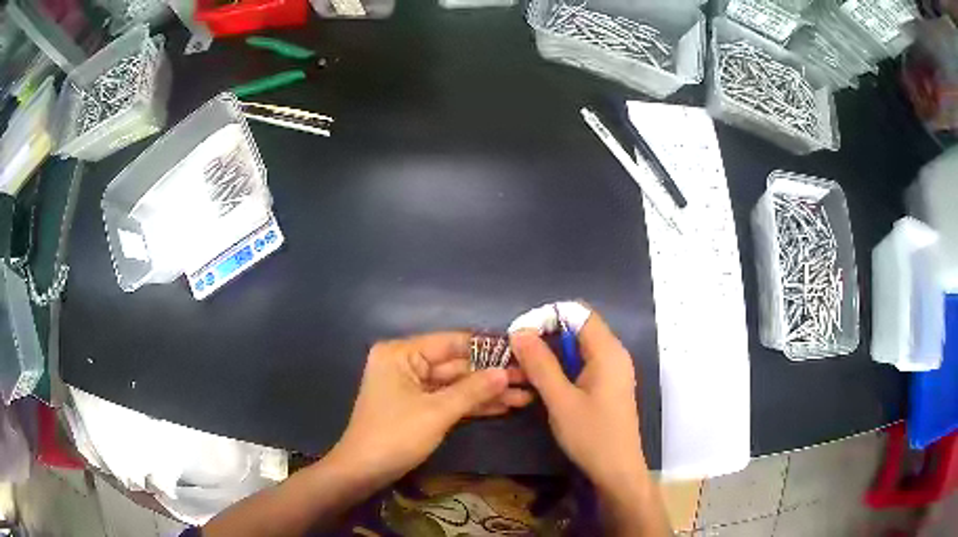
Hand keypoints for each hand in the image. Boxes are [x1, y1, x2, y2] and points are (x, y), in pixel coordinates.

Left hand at [329, 332, 531, 486]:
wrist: (363, 472)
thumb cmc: (395, 436)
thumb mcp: (437, 412)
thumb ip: (473, 390)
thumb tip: (506, 372)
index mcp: (402, 353)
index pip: (451, 342)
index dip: (487, 348)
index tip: (520, 351)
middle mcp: (406, 363)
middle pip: (456, 365)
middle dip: (491, 375)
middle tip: (529, 378)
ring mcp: (413, 386)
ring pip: (456, 385)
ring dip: (487, 392)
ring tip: (525, 396)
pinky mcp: (418, 407)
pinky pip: (449, 400)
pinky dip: (473, 405)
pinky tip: (503, 407)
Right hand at [510, 313, 645, 489]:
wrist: (617, 470)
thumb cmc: (591, 435)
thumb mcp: (561, 400)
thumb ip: (540, 365)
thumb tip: (519, 332)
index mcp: (608, 351)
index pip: (578, 313)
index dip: (547, 317)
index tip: (520, 334)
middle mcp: (614, 354)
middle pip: (578, 328)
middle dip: (546, 335)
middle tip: (517, 352)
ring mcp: (613, 370)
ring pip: (578, 347)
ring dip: (552, 352)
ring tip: (524, 367)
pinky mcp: (608, 385)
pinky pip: (583, 363)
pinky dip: (562, 366)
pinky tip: (544, 382)